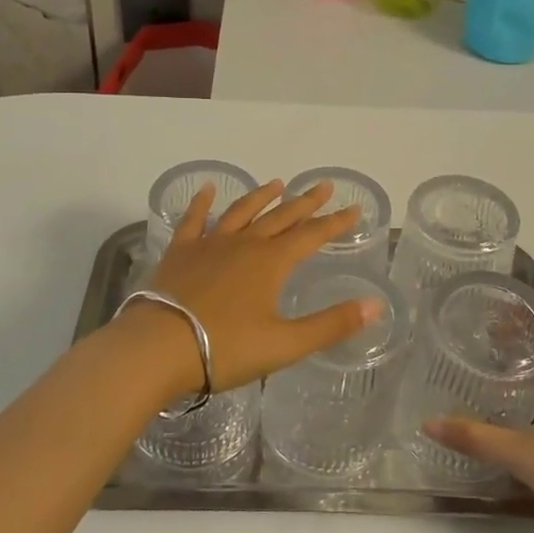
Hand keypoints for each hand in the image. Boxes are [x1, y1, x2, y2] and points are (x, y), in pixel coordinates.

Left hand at [126, 180, 379, 394]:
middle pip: (281, 217)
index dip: (335, 223)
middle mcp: (244, 244)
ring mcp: (209, 245)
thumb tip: (376, 305)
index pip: (312, 236)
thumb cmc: (225, 349)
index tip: (354, 208)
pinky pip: (194, 220)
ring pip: (241, 212)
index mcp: (271, 263)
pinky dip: (202, 203)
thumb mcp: (285, 344)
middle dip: (305, 202)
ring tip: (276, 183)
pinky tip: (207, 189)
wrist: (158, 348)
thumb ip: (331, 324)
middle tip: (323, 185)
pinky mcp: (180, 253)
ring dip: (261, 197)